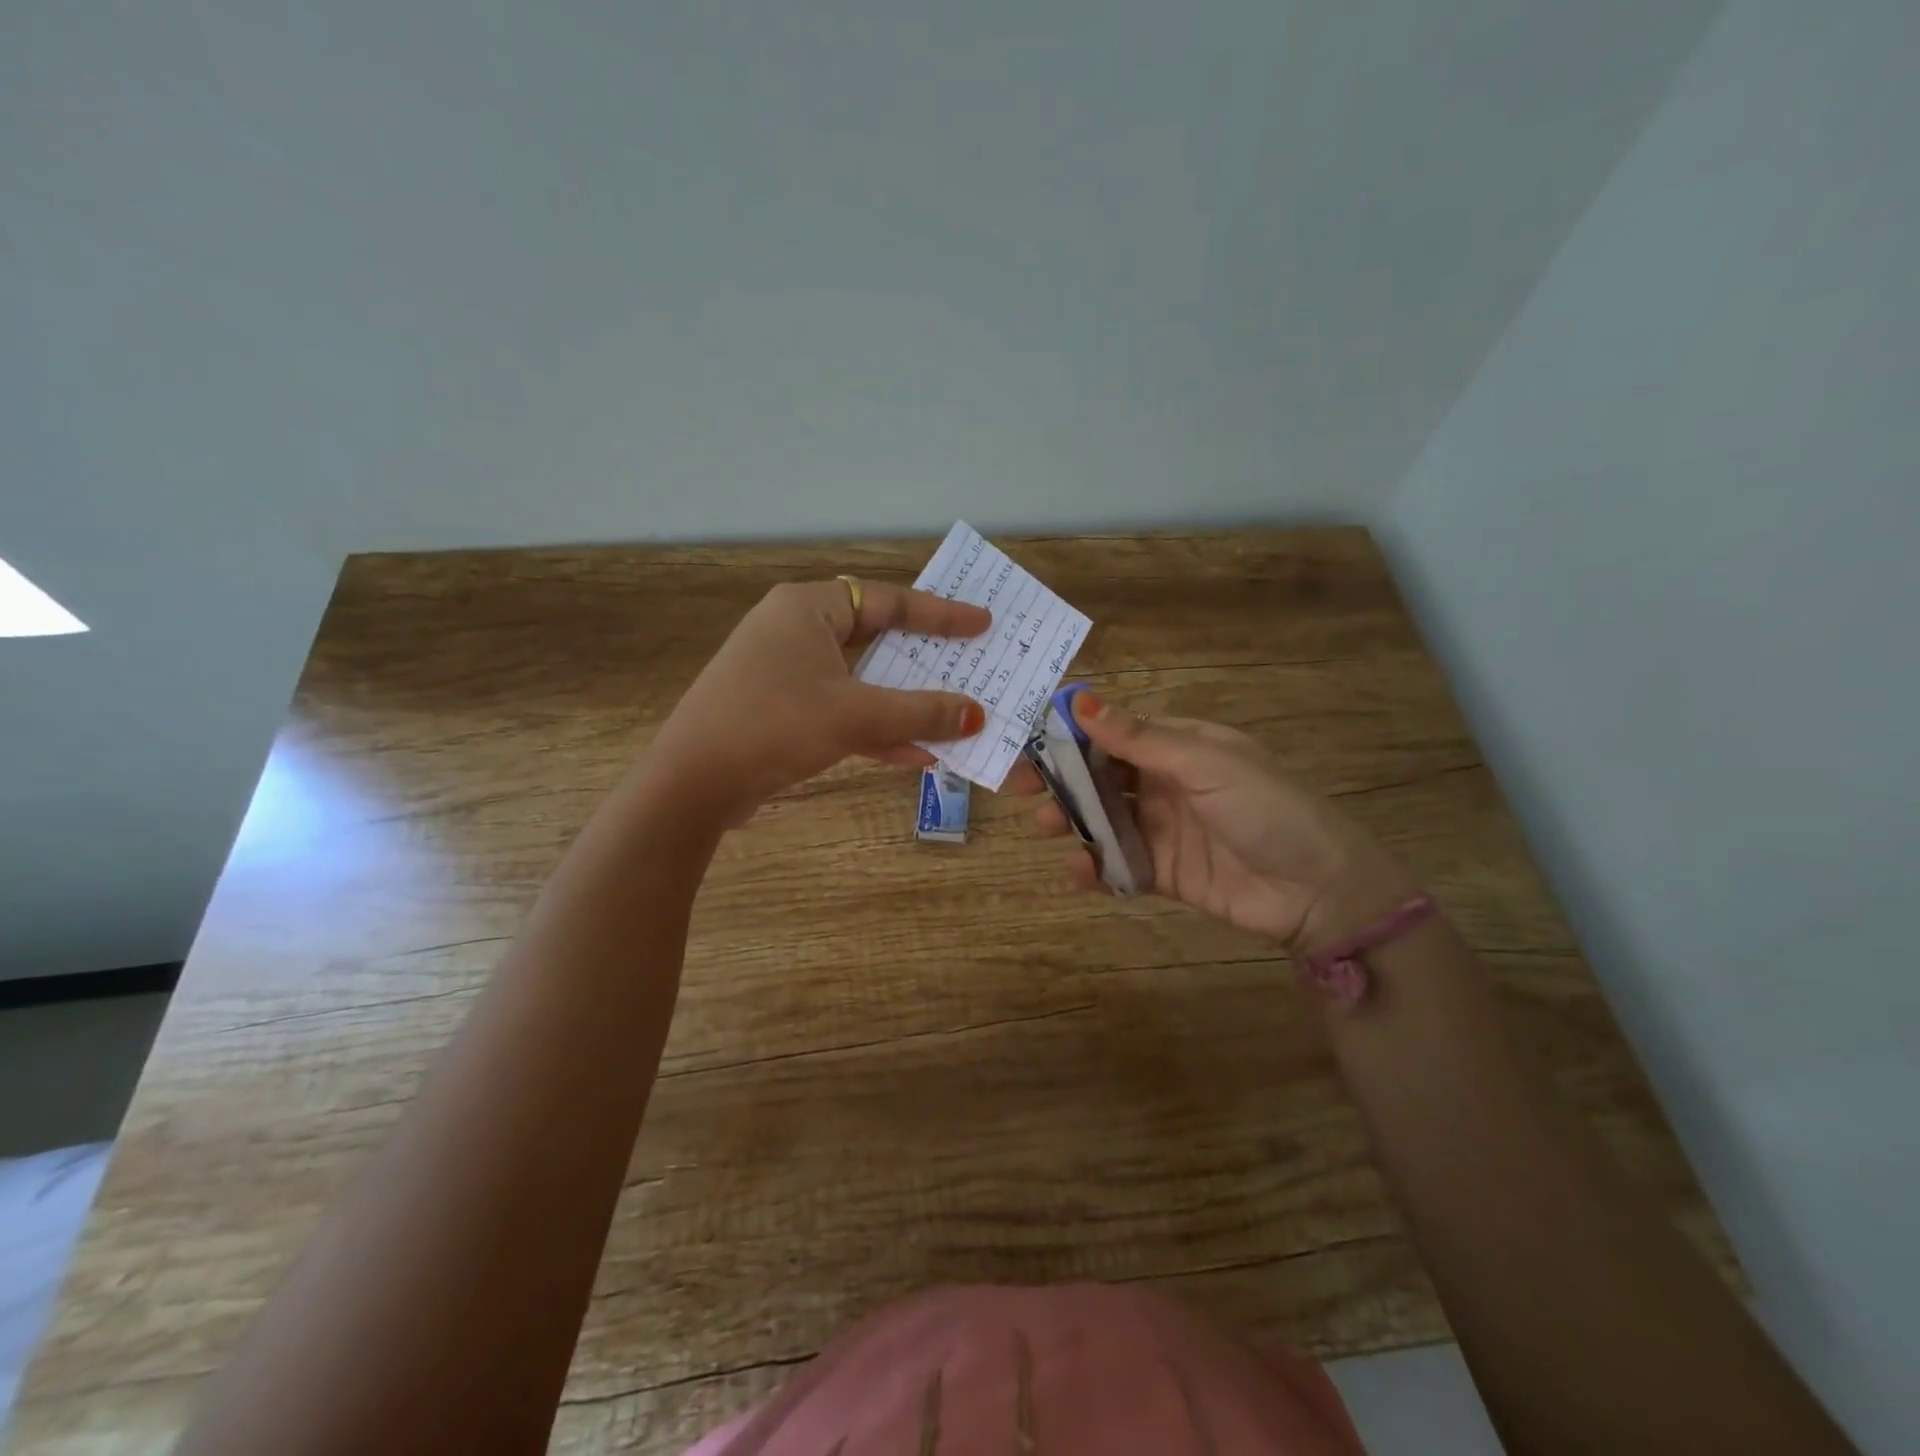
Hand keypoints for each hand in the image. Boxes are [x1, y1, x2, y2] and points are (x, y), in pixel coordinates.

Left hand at [649, 579, 989, 822]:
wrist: (692, 783)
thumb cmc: (774, 725)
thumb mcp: (855, 715)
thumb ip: (920, 712)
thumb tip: (976, 716)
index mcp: (808, 608)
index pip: (888, 600)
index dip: (940, 615)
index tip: (982, 624)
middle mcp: (796, 630)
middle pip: (876, 640)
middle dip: (924, 663)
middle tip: (971, 665)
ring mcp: (786, 672)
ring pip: (861, 681)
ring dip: (904, 704)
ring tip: (954, 717)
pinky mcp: (782, 711)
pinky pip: (842, 711)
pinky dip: (875, 730)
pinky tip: (915, 755)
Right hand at [1032, 693, 1410, 950]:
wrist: (1318, 889)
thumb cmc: (1265, 808)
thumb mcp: (1205, 763)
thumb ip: (1140, 738)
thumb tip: (1081, 700)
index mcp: (1178, 747)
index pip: (1113, 732)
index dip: (1071, 733)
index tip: (1027, 737)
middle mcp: (1165, 783)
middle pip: (1099, 776)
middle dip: (1059, 779)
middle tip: (1018, 787)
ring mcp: (1162, 829)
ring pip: (1102, 819)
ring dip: (1070, 820)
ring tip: (1045, 827)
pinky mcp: (1163, 872)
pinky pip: (1118, 864)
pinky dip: (1094, 867)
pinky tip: (1078, 868)